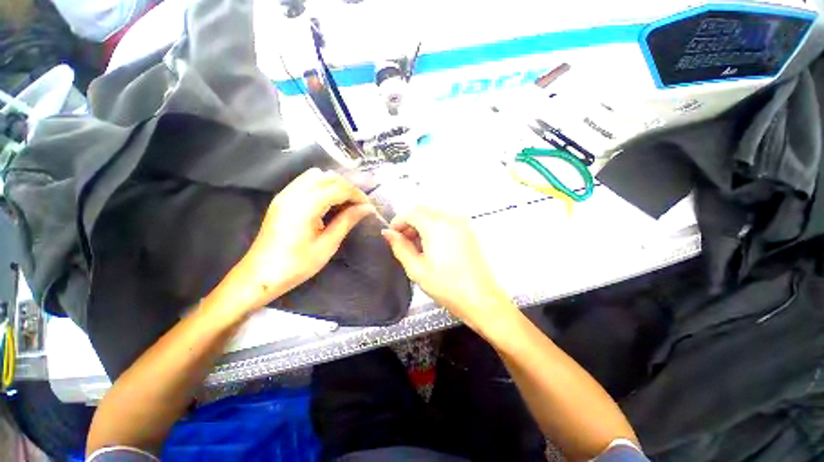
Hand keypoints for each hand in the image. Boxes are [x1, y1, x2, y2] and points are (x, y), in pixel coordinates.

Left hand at [205, 168, 375, 317]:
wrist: (259, 276)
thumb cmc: (296, 265)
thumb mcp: (327, 245)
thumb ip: (347, 221)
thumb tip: (367, 208)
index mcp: (305, 206)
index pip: (339, 188)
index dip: (358, 195)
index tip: (369, 207)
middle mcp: (294, 193)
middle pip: (329, 177)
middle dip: (349, 188)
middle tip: (360, 205)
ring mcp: (285, 194)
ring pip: (317, 176)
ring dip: (335, 185)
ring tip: (346, 202)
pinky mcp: (282, 199)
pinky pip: (306, 181)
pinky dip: (322, 186)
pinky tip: (328, 202)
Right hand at [381, 207, 515, 331]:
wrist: (481, 299)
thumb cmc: (446, 286)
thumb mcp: (417, 269)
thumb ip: (400, 247)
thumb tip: (387, 234)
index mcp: (436, 226)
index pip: (411, 212)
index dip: (397, 222)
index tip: (392, 237)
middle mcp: (451, 218)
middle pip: (423, 211)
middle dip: (409, 223)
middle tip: (403, 243)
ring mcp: (462, 224)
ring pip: (434, 215)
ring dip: (421, 225)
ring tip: (417, 247)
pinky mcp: (468, 231)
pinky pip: (445, 221)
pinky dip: (434, 228)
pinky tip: (432, 246)